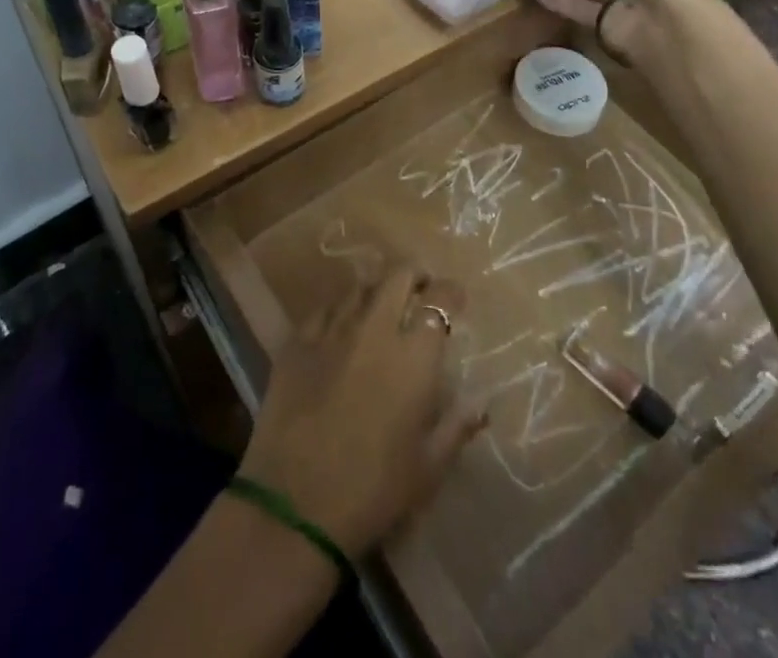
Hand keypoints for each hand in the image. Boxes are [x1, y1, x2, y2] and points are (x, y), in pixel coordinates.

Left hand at [237, 265, 484, 557]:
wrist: (295, 502)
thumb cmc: (374, 490)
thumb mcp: (428, 468)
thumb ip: (457, 427)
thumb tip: (482, 402)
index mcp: (413, 355)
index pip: (439, 301)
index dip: (450, 292)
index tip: (456, 298)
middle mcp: (375, 328)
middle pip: (397, 276)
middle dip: (414, 274)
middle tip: (420, 288)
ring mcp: (332, 329)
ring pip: (360, 286)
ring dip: (377, 289)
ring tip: (382, 304)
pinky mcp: (297, 340)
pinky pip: (325, 309)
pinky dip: (340, 310)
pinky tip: (341, 325)